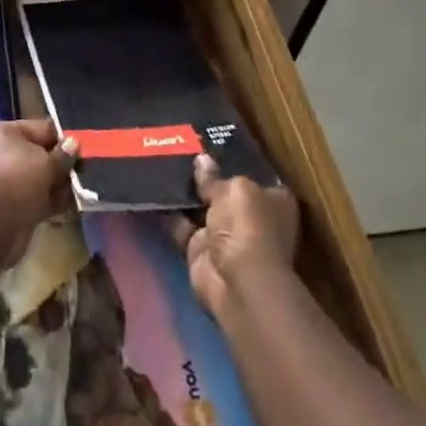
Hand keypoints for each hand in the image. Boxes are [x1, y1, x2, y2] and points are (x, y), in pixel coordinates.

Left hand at [0, 119, 76, 266]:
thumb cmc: (17, 179)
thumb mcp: (46, 163)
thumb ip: (62, 155)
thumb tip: (74, 144)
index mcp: (0, 131)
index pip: (38, 128)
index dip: (62, 137)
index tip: (84, 146)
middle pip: (36, 154)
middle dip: (60, 164)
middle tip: (85, 171)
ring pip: (35, 178)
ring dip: (56, 185)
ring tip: (81, 190)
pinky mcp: (4, 207)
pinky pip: (31, 199)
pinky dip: (48, 202)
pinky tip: (70, 207)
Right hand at [174, 154, 298, 318]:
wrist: (237, 283)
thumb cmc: (248, 227)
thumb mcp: (234, 189)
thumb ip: (215, 176)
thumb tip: (202, 160)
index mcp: (273, 200)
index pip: (252, 174)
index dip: (232, 160)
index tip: (209, 142)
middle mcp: (251, 217)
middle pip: (224, 190)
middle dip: (204, 175)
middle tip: (178, 147)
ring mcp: (224, 235)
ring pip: (200, 207)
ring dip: (184, 193)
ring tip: (160, 161)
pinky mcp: (200, 249)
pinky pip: (181, 225)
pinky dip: (168, 212)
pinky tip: (153, 189)